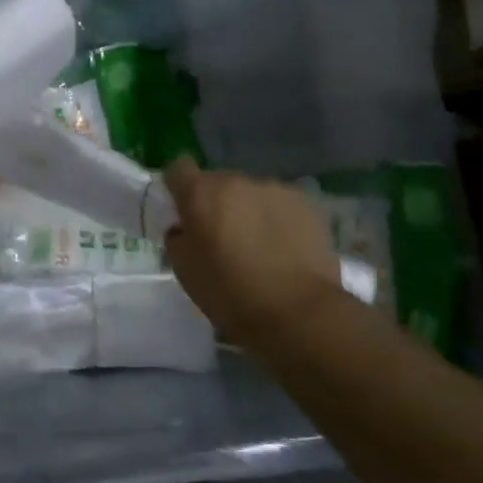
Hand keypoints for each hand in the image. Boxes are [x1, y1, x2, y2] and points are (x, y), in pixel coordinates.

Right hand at [163, 158, 343, 341]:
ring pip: (250, 194)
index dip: (178, 188)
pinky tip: (285, 248)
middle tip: (223, 236)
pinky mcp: (304, 203)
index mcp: (200, 193)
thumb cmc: (231, 294)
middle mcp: (234, 180)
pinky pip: (280, 205)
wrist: (299, 314)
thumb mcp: (184, 269)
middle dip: (216, 203)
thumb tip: (184, 227)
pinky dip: (277, 219)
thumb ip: (177, 236)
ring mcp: (272, 189)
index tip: (183, 211)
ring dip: (248, 210)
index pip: (178, 169)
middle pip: (217, 182)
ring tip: (260, 245)